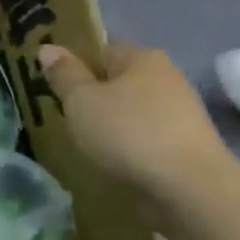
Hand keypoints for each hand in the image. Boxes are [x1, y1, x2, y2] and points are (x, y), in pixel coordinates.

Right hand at [40, 42, 233, 209]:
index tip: (55, 88)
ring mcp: (182, 114)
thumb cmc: (129, 134)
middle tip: (66, 118)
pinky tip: (115, 163)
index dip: (76, 65)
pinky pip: (146, 138)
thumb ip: (64, 74)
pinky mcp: (188, 147)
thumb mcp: (81, 101)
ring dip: (111, 125)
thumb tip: (47, 48)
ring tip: (86, 145)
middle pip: (118, 81)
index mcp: (142, 57)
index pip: (101, 49)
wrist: (191, 191)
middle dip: (94, 98)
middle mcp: (167, 78)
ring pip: (132, 112)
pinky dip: (130, 148)